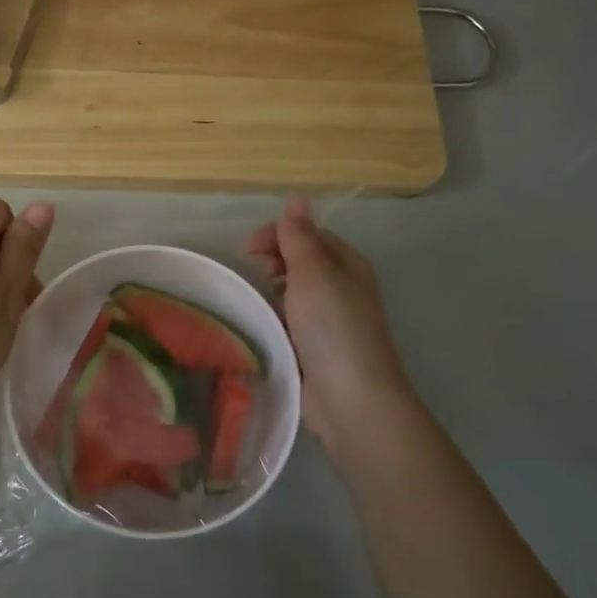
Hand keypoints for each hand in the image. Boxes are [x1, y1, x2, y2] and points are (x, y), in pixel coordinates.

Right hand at [246, 198, 414, 447]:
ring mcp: (328, 321)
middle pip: (300, 262)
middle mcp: (341, 288)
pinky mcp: (314, 350)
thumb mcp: (313, 272)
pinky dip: (272, 319)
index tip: (246, 248)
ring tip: (250, 300)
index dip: (277, 234)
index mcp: (347, 264)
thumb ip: (300, 237)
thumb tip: (298, 199)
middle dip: (271, 261)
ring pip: (292, 294)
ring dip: (269, 292)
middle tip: (249, 272)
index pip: (308, 234)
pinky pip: (288, 323)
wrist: (350, 398)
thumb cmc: (332, 327)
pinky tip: (257, 326)